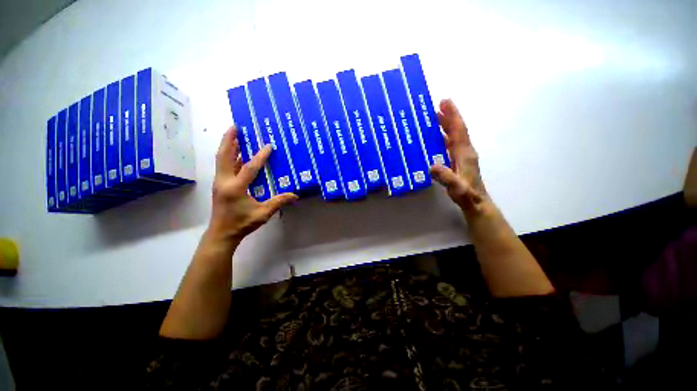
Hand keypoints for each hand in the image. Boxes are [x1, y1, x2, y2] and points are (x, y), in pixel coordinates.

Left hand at [208, 126, 297, 241]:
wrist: (222, 233)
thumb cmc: (242, 223)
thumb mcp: (263, 214)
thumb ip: (278, 202)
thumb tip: (295, 195)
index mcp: (236, 188)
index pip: (249, 167)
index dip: (260, 156)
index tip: (268, 146)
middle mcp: (224, 181)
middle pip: (225, 156)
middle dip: (229, 140)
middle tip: (235, 126)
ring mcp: (220, 182)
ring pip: (221, 159)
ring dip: (227, 146)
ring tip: (233, 134)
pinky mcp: (220, 185)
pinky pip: (223, 166)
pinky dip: (229, 157)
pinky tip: (236, 154)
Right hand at [430, 99, 487, 212]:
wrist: (477, 203)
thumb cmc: (467, 195)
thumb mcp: (456, 187)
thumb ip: (446, 177)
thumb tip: (431, 166)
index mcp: (465, 153)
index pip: (459, 130)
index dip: (452, 116)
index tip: (445, 102)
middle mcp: (465, 151)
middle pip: (457, 129)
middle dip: (449, 116)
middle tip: (438, 105)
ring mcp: (462, 156)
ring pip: (454, 136)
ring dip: (446, 125)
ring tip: (436, 117)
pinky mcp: (459, 162)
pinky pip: (451, 145)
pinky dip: (444, 137)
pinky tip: (437, 138)